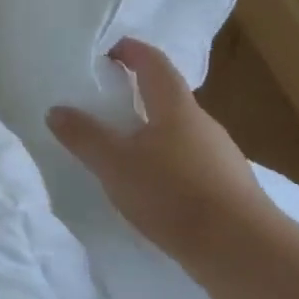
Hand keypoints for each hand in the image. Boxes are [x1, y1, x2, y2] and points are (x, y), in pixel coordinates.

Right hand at [47, 38, 270, 266]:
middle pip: (168, 98)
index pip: (154, 64)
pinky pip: (189, 162)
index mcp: (176, 108)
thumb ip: (84, 136)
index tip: (109, 50)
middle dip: (138, 95)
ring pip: (179, 133)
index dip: (132, 51)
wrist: (241, 249)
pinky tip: (152, 187)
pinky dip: (166, 163)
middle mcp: (203, 124)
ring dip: (152, 133)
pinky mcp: (227, 187)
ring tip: (123, 150)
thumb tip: (56, 110)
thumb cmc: (173, 193)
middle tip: (106, 104)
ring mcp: (220, 156)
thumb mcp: (115, 163)